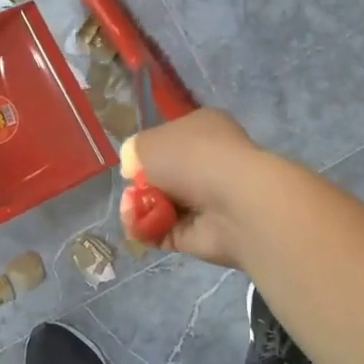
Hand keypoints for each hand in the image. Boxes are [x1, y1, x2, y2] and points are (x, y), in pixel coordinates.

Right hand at [118, 108, 271, 267]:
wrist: (233, 202)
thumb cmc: (192, 157)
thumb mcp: (149, 141)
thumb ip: (135, 151)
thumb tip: (133, 168)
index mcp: (204, 129)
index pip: (172, 138)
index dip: (148, 150)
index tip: (132, 161)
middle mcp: (209, 162)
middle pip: (164, 174)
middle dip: (140, 184)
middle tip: (130, 189)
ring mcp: (207, 200)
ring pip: (162, 205)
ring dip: (140, 208)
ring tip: (131, 208)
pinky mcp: (202, 234)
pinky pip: (165, 231)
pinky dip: (148, 230)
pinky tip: (138, 225)